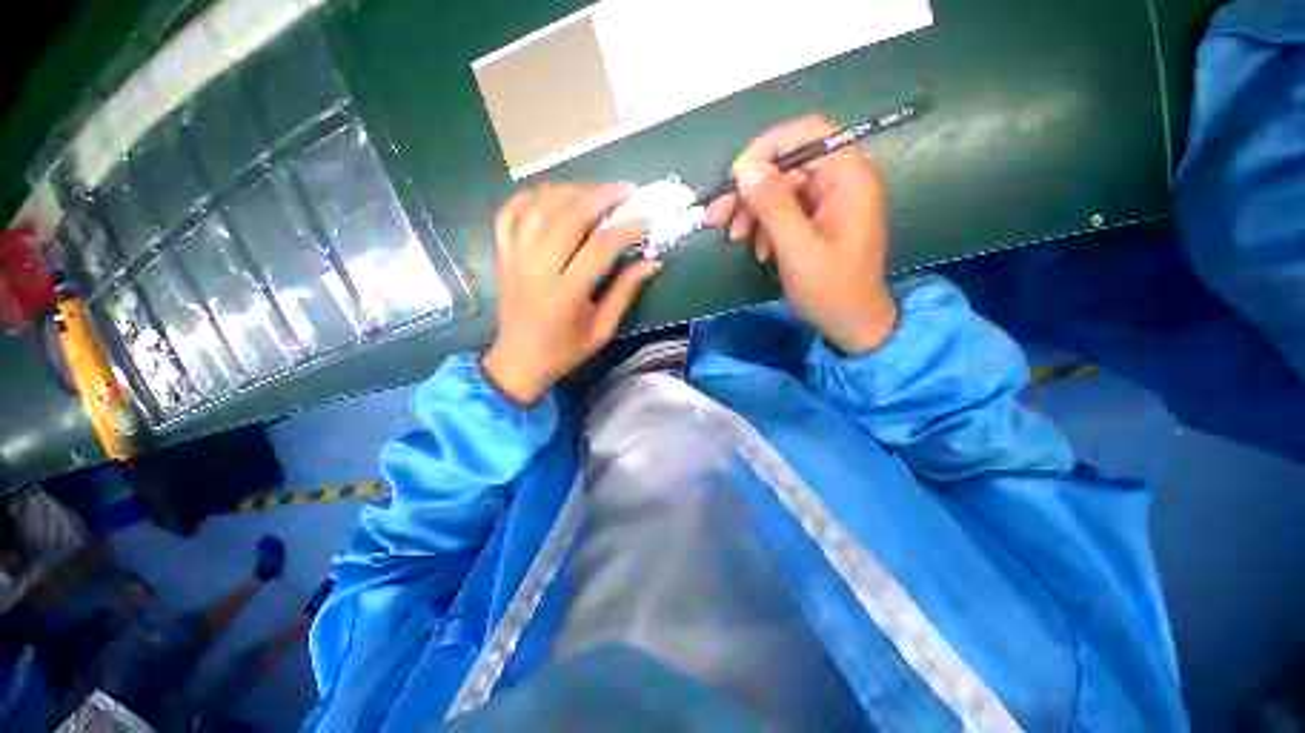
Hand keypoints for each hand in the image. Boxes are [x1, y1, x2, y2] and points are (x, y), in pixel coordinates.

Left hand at [483, 183, 662, 404]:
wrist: (519, 361)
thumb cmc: (565, 350)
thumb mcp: (603, 329)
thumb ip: (626, 291)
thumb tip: (654, 261)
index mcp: (565, 294)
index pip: (600, 248)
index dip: (626, 229)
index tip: (646, 220)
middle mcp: (537, 268)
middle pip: (567, 217)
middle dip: (599, 196)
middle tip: (623, 190)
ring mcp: (515, 257)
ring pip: (539, 207)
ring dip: (569, 190)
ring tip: (594, 190)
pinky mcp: (502, 254)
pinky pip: (510, 212)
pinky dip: (531, 196)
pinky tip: (552, 194)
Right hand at [704, 116, 897, 353]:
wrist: (851, 325)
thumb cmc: (831, 290)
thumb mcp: (798, 249)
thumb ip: (774, 206)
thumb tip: (745, 168)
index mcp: (848, 180)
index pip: (809, 134)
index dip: (770, 147)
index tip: (737, 175)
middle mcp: (840, 183)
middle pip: (788, 165)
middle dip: (751, 189)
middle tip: (718, 214)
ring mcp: (828, 203)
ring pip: (781, 190)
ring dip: (753, 211)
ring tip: (735, 238)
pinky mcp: (817, 222)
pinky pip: (785, 212)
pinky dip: (765, 226)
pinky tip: (758, 250)